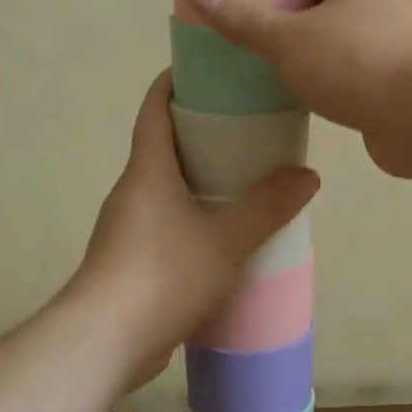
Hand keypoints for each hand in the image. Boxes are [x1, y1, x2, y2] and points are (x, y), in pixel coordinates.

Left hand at [74, 70, 319, 388]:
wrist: (104, 342)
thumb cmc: (163, 274)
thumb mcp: (227, 239)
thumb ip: (269, 206)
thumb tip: (307, 175)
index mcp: (147, 169)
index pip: (155, 107)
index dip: (177, 80)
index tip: (210, 68)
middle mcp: (132, 190)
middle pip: (164, 144)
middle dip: (202, 130)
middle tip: (250, 126)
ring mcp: (127, 227)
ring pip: (167, 186)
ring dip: (200, 176)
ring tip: (247, 178)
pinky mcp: (130, 260)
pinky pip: (166, 221)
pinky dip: (194, 213)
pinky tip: (225, 233)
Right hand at [189, 0, 411, 179]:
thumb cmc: (361, 62)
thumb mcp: (293, 39)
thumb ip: (247, 18)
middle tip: (264, 3)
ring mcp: (400, 42)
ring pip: (351, 28)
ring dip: (319, 34)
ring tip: (277, 47)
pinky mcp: (401, 82)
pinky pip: (359, 66)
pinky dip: (334, 70)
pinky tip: (308, 87)